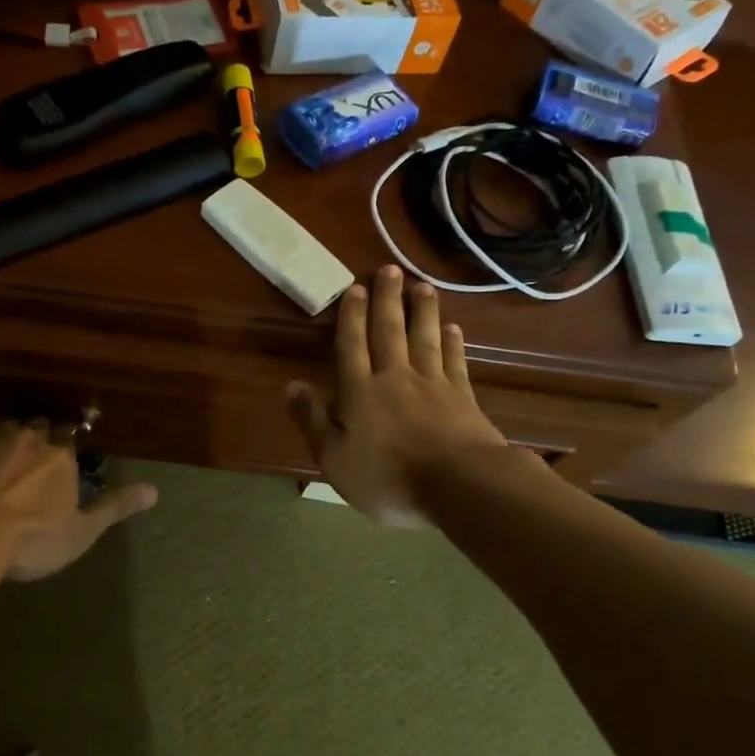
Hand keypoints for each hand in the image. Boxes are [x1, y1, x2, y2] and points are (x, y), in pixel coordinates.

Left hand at [0, 417, 157, 580]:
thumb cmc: (33, 536)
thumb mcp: (82, 530)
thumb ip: (115, 508)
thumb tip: (155, 491)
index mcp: (61, 455)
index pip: (70, 433)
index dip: (67, 438)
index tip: (65, 445)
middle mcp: (31, 438)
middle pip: (39, 424)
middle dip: (40, 432)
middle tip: (37, 445)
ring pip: (8, 424)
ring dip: (11, 431)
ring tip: (9, 444)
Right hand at [287, 265, 513, 526]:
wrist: (458, 485)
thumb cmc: (387, 476)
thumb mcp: (334, 457)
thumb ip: (312, 419)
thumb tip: (291, 385)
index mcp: (360, 391)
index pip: (352, 345)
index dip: (351, 316)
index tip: (354, 287)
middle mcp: (395, 377)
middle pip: (389, 332)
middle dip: (387, 300)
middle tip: (389, 271)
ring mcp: (433, 385)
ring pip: (424, 339)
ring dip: (422, 311)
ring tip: (422, 286)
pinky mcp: (463, 397)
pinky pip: (455, 362)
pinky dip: (453, 343)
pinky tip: (454, 328)